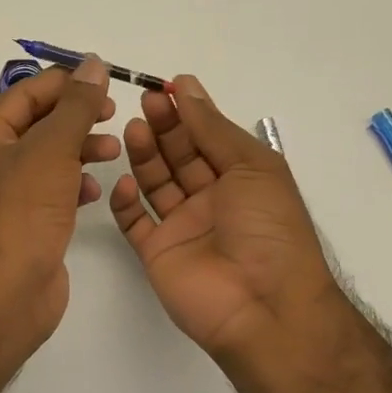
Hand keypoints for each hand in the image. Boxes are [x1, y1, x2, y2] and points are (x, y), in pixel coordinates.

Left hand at [0, 56, 118, 342]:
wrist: (4, 294)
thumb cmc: (21, 212)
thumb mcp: (51, 149)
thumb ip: (76, 106)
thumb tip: (94, 64)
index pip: (23, 94)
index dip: (64, 83)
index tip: (104, 82)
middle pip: (34, 125)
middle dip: (75, 117)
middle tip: (112, 115)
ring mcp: (2, 197)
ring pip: (45, 159)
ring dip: (78, 150)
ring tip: (111, 152)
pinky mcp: (20, 225)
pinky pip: (48, 192)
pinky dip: (72, 185)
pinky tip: (94, 192)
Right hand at [109, 76, 343, 362]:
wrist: (264, 305)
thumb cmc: (268, 228)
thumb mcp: (252, 166)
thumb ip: (213, 128)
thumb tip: (186, 88)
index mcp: (240, 179)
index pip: (208, 138)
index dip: (189, 113)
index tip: (167, 87)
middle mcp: (210, 200)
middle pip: (179, 156)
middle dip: (164, 128)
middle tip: (146, 102)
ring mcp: (182, 227)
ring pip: (155, 184)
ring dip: (144, 156)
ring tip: (134, 130)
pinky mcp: (157, 253)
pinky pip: (134, 222)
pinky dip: (125, 202)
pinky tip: (123, 182)